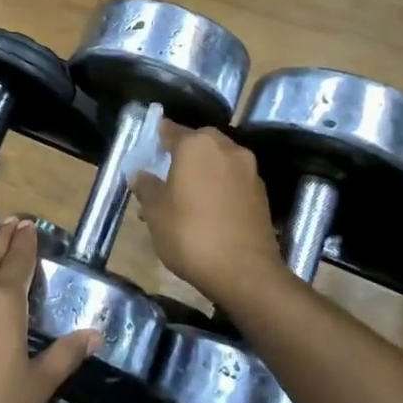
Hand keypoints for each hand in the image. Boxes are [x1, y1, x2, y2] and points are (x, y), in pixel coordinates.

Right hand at [130, 122, 284, 301]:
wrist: (245, 272)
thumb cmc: (190, 234)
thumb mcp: (155, 212)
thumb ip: (146, 187)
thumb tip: (141, 174)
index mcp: (197, 145)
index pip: (170, 130)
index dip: (156, 138)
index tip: (146, 148)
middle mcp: (226, 149)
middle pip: (198, 143)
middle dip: (182, 155)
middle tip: (165, 174)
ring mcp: (249, 171)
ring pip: (217, 162)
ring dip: (201, 172)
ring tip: (183, 199)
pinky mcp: (261, 194)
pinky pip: (232, 181)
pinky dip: (218, 188)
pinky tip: (206, 211)